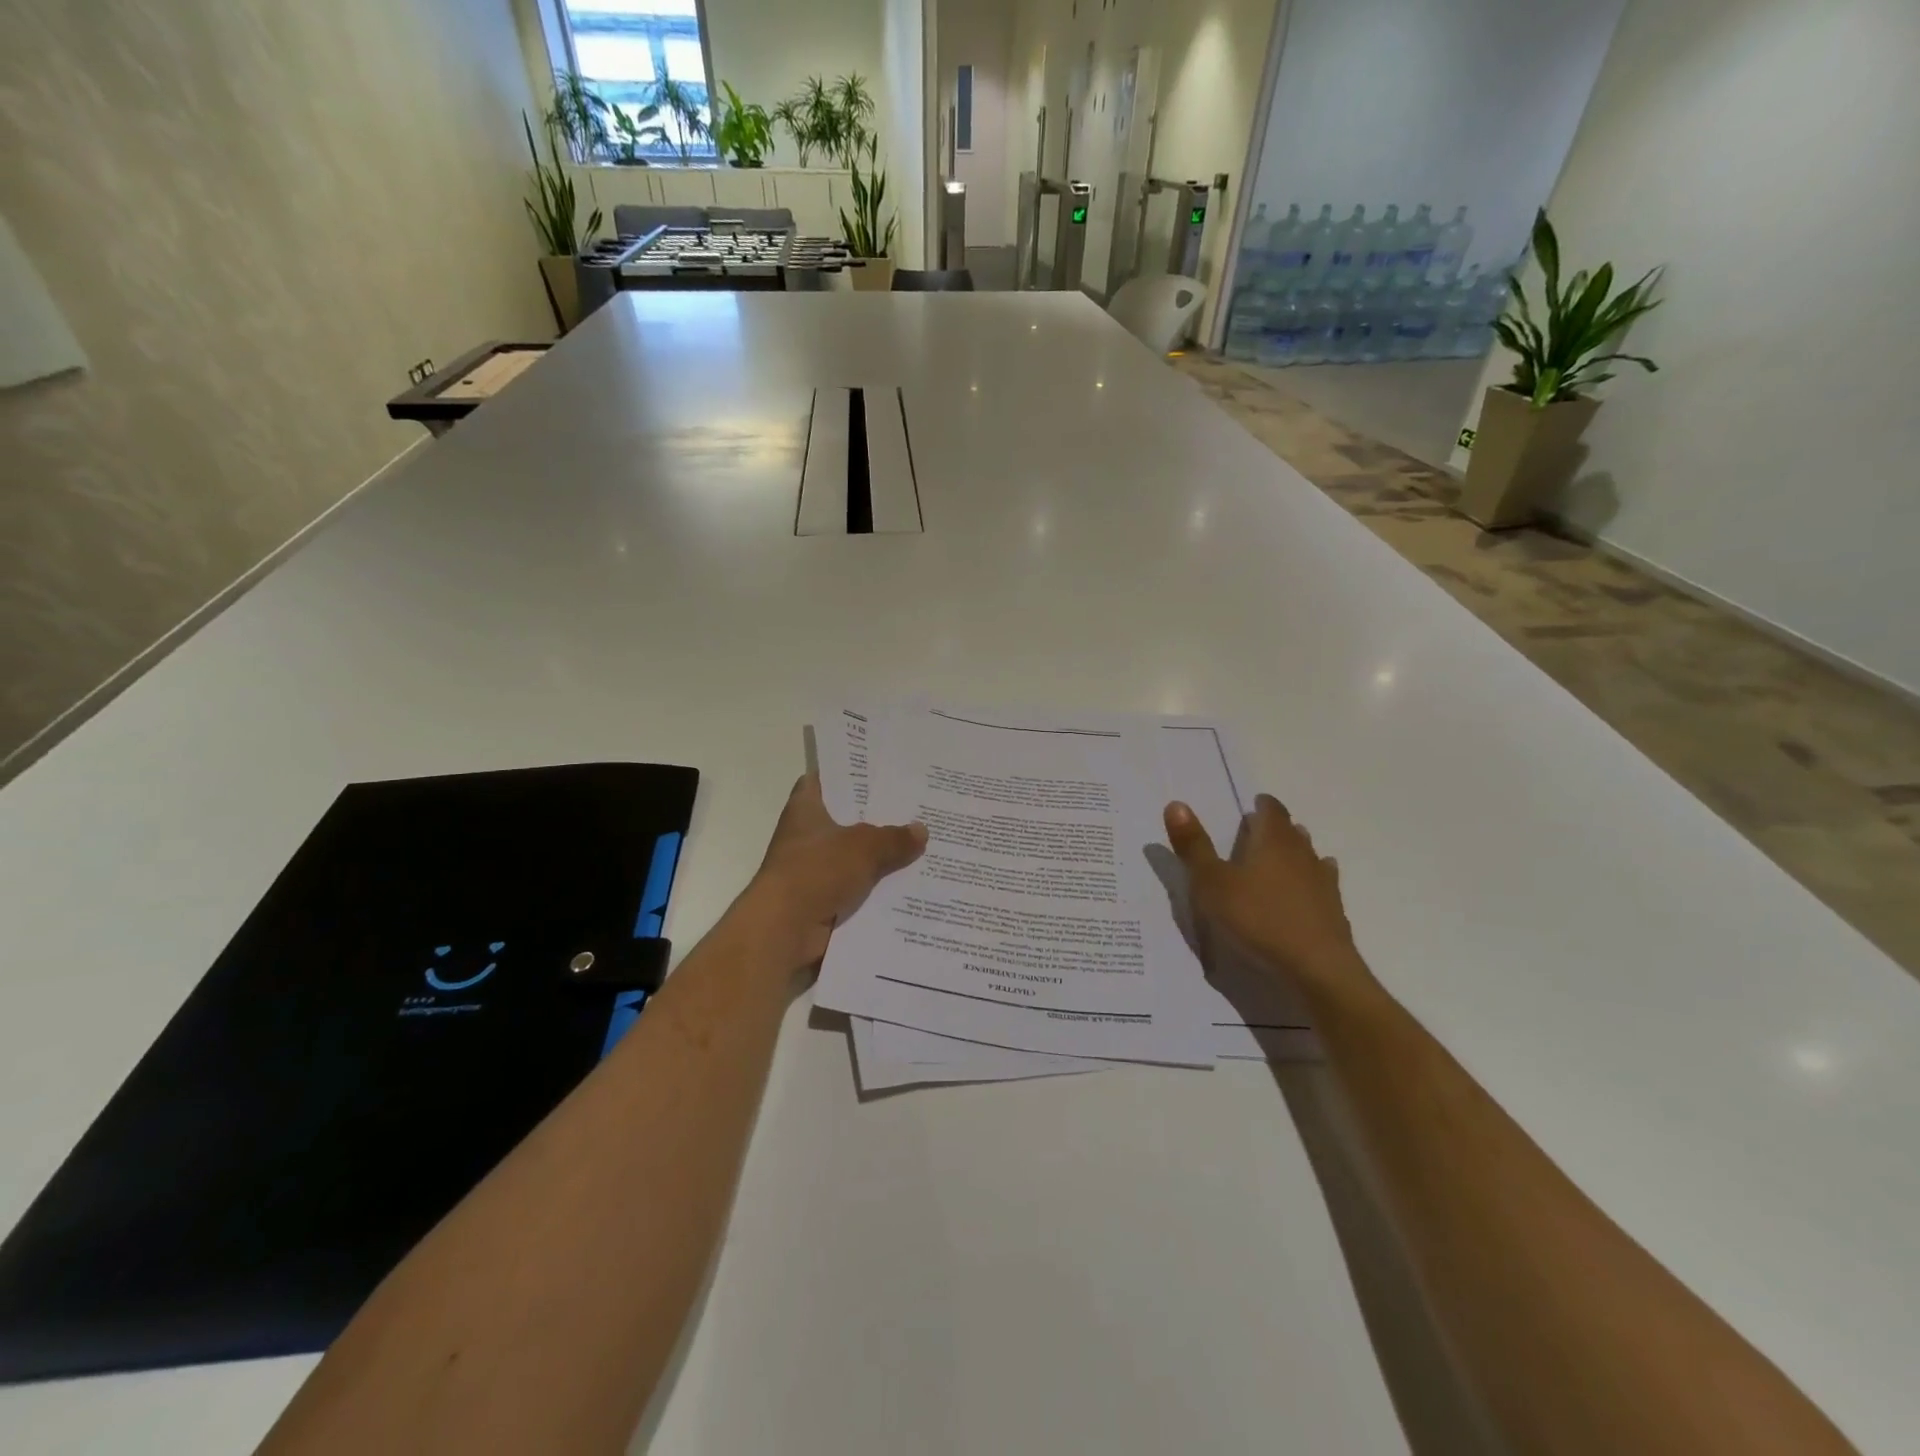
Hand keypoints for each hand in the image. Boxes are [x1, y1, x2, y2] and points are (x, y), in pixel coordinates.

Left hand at [738, 774, 926, 976]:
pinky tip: (912, 884)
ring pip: (857, 857)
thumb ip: (893, 838)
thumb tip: (921, 830)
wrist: (784, 932)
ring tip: (925, 846)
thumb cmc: (816, 872)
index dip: (850, 774)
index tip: (882, 772)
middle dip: (879, 818)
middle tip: (918, 809)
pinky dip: (879, 889)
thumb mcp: (863, 847)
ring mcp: (815, 870)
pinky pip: (859, 889)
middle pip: (848, 820)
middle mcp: (808, 836)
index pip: (825, 780)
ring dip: (883, 858)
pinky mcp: (824, 901)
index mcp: (806, 809)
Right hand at [1163, 794, 1370, 1002]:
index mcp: (1273, 841)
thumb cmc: (1257, 919)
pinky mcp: (1334, 910)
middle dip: (1276, 827)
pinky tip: (1307, 889)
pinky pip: (1323, 884)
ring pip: (1309, 855)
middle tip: (1256, 832)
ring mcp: (1322, 882)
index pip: (1272, 810)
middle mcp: (1302, 854)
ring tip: (1278, 858)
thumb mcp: (1212, 884)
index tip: (1253, 804)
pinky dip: (1311, 880)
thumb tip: (1175, 803)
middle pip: (1291, 831)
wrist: (1316, 968)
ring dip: (1294, 852)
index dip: (1262, 804)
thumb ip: (1194, 845)